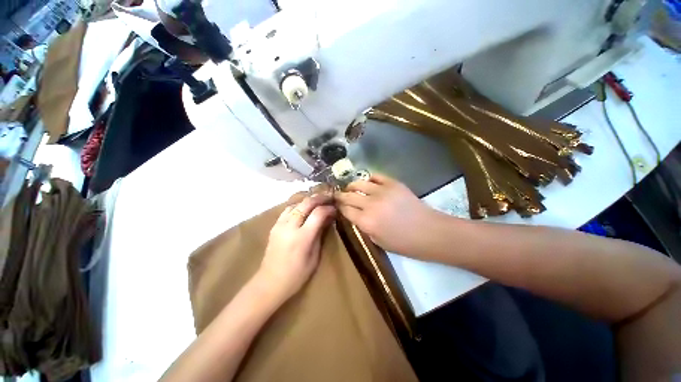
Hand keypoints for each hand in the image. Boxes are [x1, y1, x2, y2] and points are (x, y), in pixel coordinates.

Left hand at [258, 195, 335, 301]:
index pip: (318, 213)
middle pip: (306, 203)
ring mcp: (280, 225)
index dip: (328, 208)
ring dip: (308, 200)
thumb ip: (320, 235)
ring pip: (296, 203)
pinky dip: (298, 205)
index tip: (334, 209)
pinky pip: (287, 209)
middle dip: (319, 198)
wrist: (270, 282)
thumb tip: (327, 219)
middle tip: (328, 198)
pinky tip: (303, 208)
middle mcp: (290, 227)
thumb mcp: (314, 257)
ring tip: (317, 201)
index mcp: (302, 237)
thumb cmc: (297, 275)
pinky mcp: (274, 226)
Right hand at [335, 174, 442, 256]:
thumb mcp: (378, 241)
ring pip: (359, 183)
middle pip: (349, 196)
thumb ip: (364, 227)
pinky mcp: (393, 183)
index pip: (345, 210)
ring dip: (352, 185)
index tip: (337, 205)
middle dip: (340, 195)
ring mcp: (382, 191)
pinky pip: (376, 176)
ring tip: (350, 187)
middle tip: (338, 195)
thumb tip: (357, 215)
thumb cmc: (404, 243)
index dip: (339, 207)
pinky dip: (369, 178)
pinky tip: (368, 182)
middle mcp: (370, 204)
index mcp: (366, 221)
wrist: (429, 232)